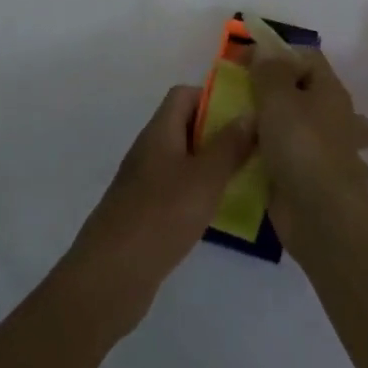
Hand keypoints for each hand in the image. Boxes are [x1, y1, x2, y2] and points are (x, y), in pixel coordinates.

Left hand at [61, 85, 255, 336]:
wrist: (113, 273)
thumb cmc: (162, 214)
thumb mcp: (204, 178)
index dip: (213, 97)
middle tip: (254, 148)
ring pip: (183, 159)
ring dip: (211, 165)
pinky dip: (199, 192)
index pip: (184, 95)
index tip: (245, 114)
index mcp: (159, 131)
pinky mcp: (146, 212)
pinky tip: (220, 212)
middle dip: (218, 132)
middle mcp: (150, 149)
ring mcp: (145, 181)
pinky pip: (177, 188)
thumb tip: (249, 112)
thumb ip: (229, 146)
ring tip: (246, 179)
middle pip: (185, 126)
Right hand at [249, 43, 367, 251]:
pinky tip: (266, 165)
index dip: (276, 53)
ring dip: (295, 131)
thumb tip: (265, 51)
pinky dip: (290, 165)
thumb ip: (268, 70)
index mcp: (331, 93)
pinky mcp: (322, 184)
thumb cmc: (299, 145)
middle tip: (257, 100)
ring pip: (319, 133)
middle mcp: (339, 120)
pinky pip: (305, 166)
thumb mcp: (275, 97)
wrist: (319, 215)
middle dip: (291, 94)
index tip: (245, 64)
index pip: (308, 57)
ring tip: (260, 133)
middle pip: (316, 94)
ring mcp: (334, 155)